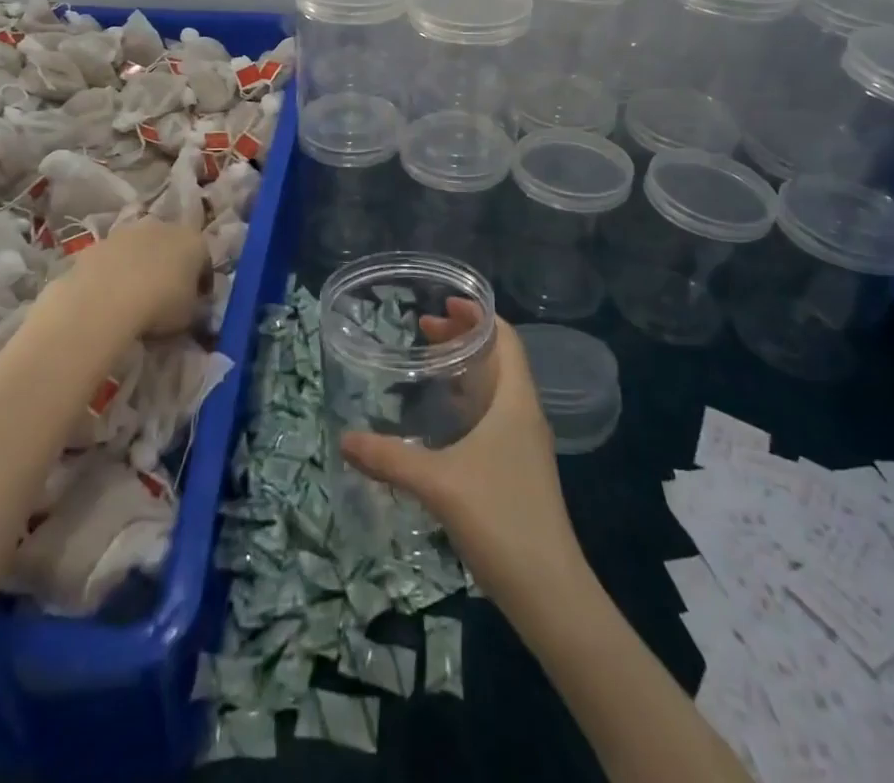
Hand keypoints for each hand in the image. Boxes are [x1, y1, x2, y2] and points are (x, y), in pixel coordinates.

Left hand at [65, 218, 209, 336]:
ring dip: (140, 263)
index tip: (195, 300)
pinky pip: (113, 256)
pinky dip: (114, 269)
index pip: (204, 260)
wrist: (105, 301)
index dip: (200, 281)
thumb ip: (193, 304)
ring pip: (140, 247)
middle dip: (169, 264)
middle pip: (171, 245)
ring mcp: (128, 231)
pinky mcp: (100, 241)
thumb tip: (188, 303)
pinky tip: (109, 293)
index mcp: (193, 241)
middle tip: (164, 293)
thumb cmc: (159, 306)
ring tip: (133, 294)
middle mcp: (163, 227)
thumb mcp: (189, 315)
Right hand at [340, 303, 582, 601]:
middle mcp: (523, 414)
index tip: (445, 302)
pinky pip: (492, 417)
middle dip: (463, 338)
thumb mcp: (438, 482)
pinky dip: (467, 401)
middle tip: (423, 327)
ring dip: (465, 369)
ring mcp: (523, 444)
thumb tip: (344, 438)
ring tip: (427, 362)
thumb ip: (390, 458)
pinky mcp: (517, 470)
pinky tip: (439, 418)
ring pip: (494, 389)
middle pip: (497, 359)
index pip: (505, 339)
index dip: (478, 315)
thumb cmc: (500, 518)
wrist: (549, 593)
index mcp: (515, 401)